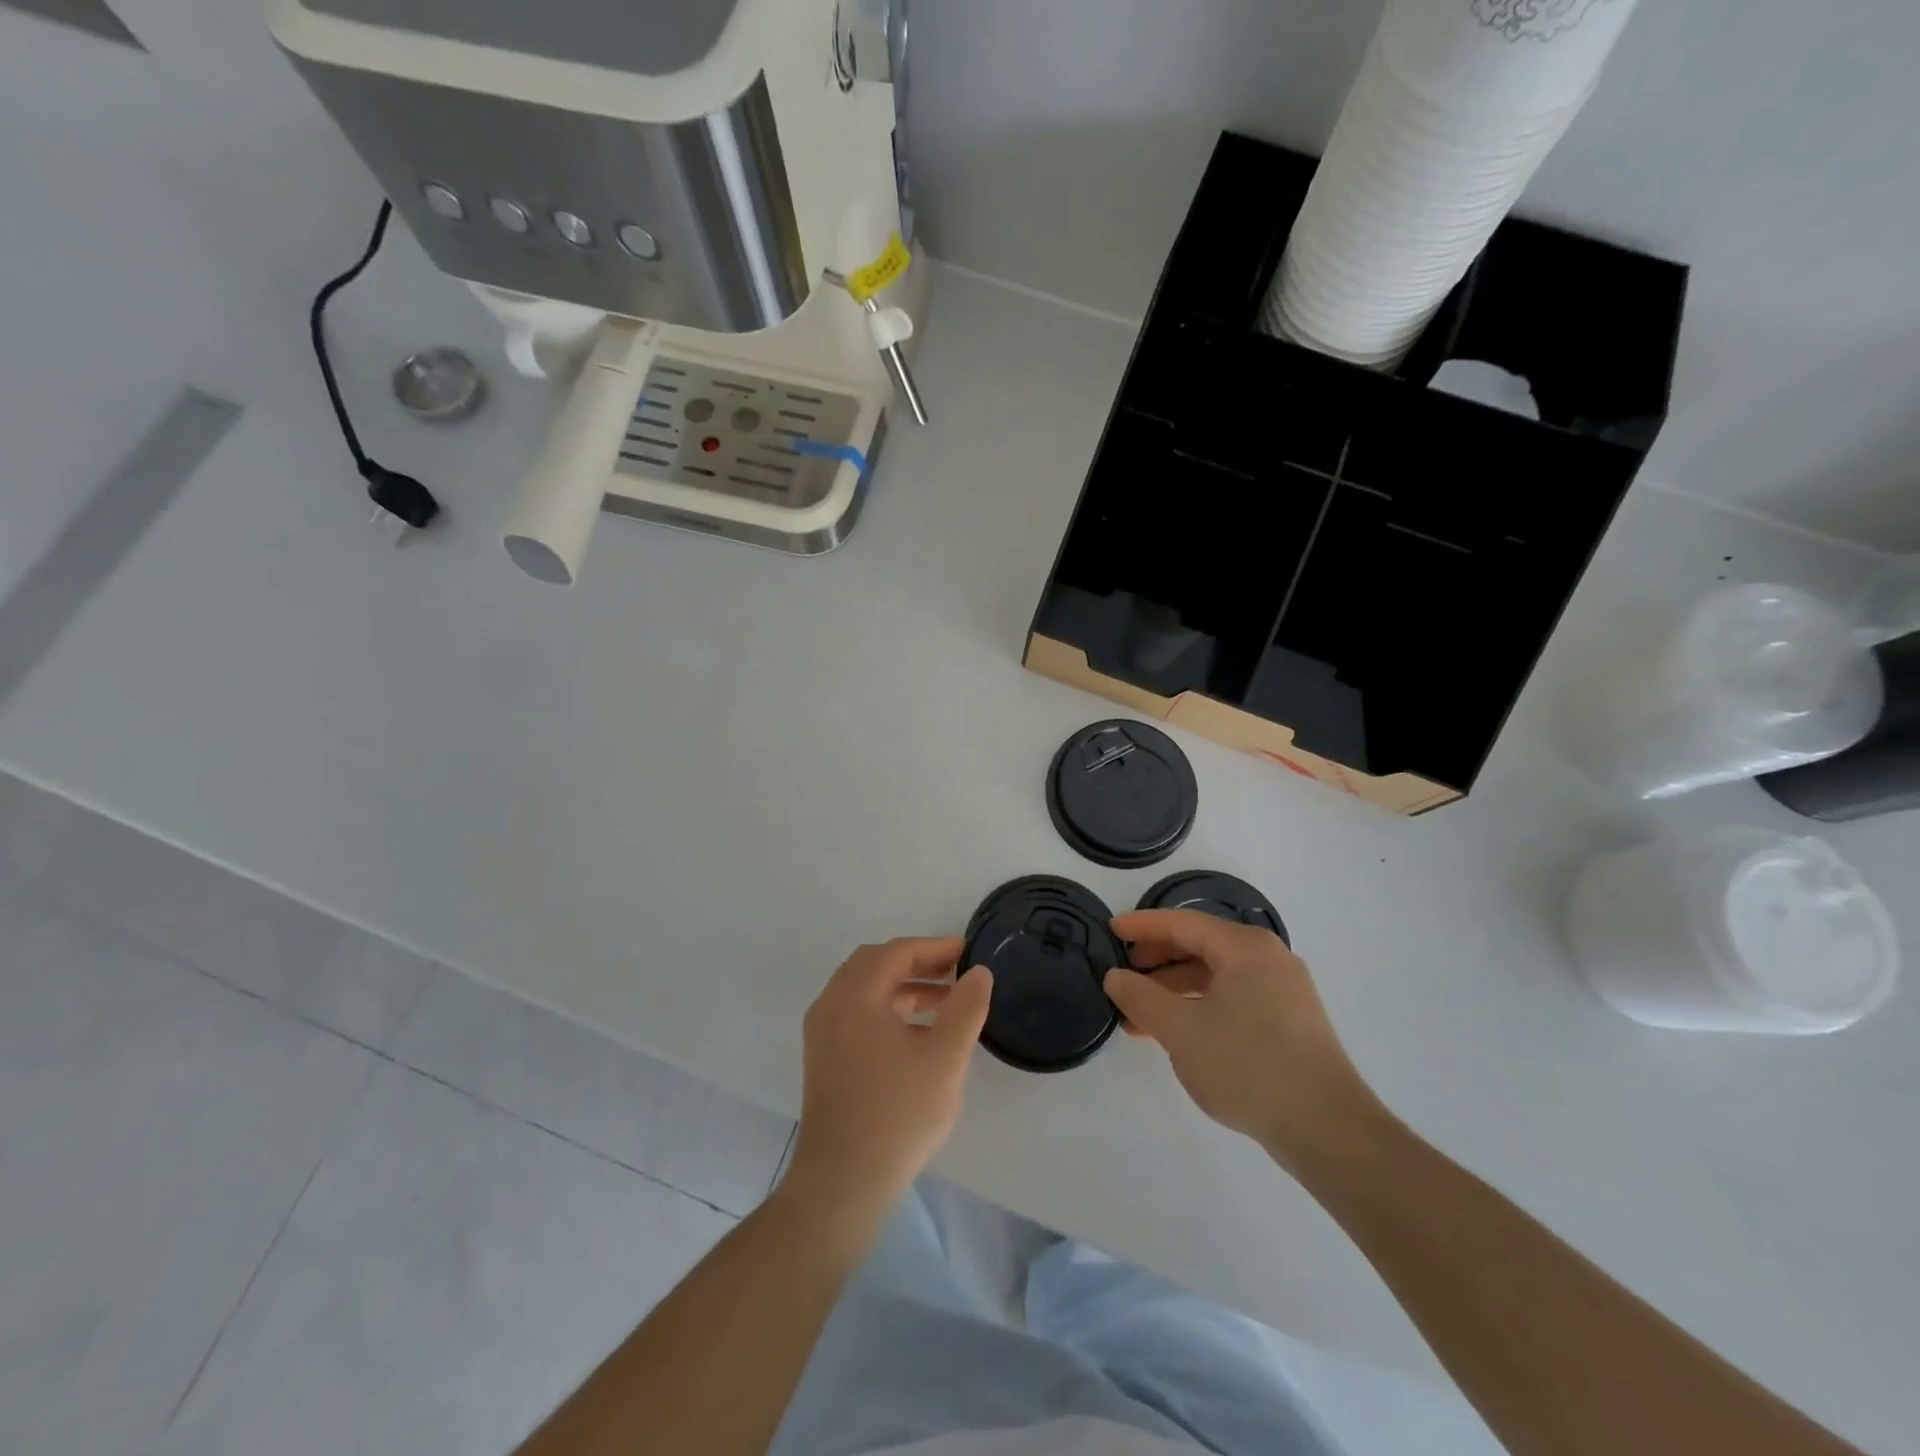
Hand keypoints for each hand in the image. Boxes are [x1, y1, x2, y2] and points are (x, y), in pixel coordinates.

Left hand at [787, 938, 992, 1215]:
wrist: (842, 1182)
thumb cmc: (898, 1114)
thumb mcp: (945, 1058)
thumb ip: (966, 1007)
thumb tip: (978, 972)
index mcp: (856, 995)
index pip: (897, 952)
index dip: (935, 948)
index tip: (968, 953)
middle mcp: (831, 1004)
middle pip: (875, 963)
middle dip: (918, 963)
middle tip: (955, 973)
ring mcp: (821, 1031)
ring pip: (864, 989)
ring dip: (903, 987)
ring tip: (945, 1003)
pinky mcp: (822, 1056)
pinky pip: (855, 1012)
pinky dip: (886, 1007)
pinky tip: (916, 1032)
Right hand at [1104, 910, 1380, 1174]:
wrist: (1328, 1131)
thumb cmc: (1249, 1067)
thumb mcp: (1181, 1031)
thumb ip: (1141, 997)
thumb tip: (1115, 977)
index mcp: (1245, 948)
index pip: (1183, 923)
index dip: (1142, 926)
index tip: (1110, 930)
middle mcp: (1267, 959)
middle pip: (1200, 946)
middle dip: (1156, 960)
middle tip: (1122, 974)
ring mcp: (1281, 992)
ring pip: (1214, 976)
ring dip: (1173, 990)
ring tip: (1138, 1014)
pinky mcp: (1287, 1023)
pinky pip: (1231, 999)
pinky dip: (1198, 1008)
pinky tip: (1174, 1033)